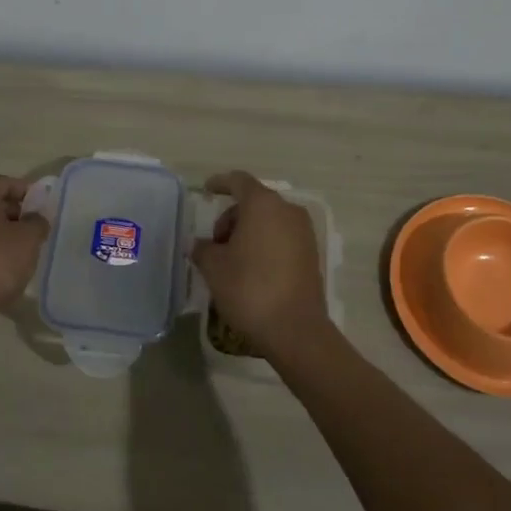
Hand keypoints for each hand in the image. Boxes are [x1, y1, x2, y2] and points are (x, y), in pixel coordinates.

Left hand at [0, 176, 49, 333]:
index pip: (4, 182)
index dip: (26, 191)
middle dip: (15, 212)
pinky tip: (6, 264)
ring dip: (3, 232)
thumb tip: (36, 218)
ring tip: (25, 248)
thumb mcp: (29, 237)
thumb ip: (37, 221)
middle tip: (36, 227)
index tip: (43, 206)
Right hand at [191, 171, 327, 356]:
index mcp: (263, 204)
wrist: (295, 329)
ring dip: (248, 233)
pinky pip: (282, 238)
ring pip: (269, 221)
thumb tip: (199, 245)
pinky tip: (251, 270)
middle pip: (254, 202)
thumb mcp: (214, 267)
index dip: (220, 183)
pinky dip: (264, 245)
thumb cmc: (249, 288)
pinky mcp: (311, 254)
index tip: (206, 190)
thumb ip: (203, 249)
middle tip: (215, 245)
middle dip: (231, 217)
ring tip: (231, 261)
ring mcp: (304, 233)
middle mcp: (287, 211)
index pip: (238, 181)